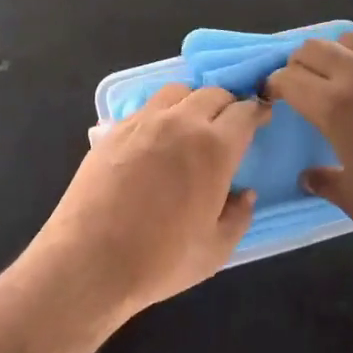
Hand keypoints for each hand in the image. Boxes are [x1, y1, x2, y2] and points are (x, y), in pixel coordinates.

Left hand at [30, 83, 268, 316]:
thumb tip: (244, 194)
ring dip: (194, 101)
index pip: (244, 113)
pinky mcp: (115, 129)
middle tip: (230, 124)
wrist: (90, 260)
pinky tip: (158, 136)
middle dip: (228, 104)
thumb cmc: (160, 260)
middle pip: (213, 94)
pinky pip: (147, 107)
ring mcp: (144, 122)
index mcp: (214, 148)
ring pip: (178, 91)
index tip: (262, 117)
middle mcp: (181, 123)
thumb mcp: (215, 250)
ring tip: (193, 123)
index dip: (257, 112)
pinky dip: (163, 112)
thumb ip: (238, 217)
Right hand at [264, 32, 352, 241]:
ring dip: (333, 54)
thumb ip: (325, 182)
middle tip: (301, 86)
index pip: (288, 77)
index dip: (274, 85)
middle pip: (312, 48)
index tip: (274, 98)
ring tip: (338, 78)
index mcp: (335, 105)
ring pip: (348, 40)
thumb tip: (309, 176)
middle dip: (297, 64)